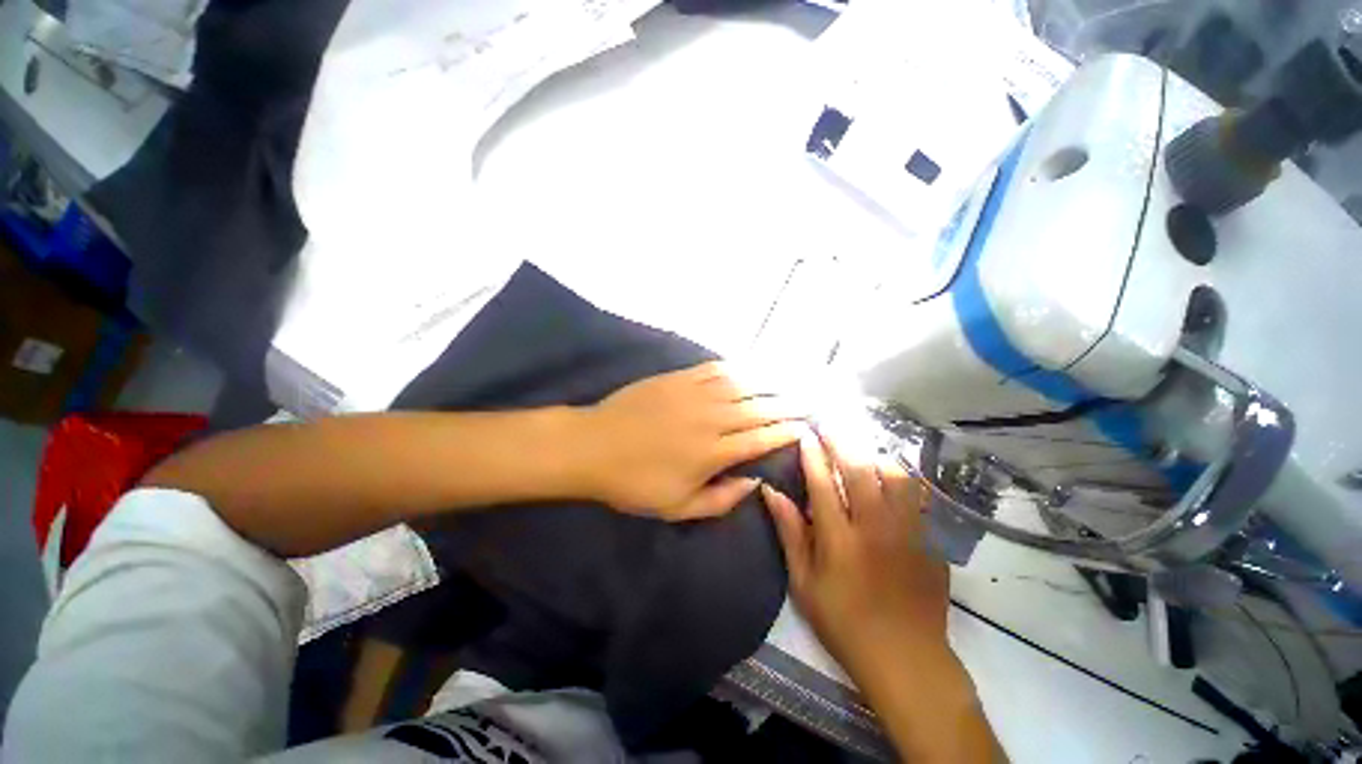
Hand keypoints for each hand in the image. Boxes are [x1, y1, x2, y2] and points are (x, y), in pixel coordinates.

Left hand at [577, 362, 803, 520]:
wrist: (593, 445)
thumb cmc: (634, 483)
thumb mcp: (677, 507)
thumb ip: (720, 499)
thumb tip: (753, 482)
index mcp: (712, 452)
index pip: (761, 439)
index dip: (786, 433)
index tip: (805, 428)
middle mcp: (710, 418)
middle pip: (758, 409)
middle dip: (787, 406)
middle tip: (808, 402)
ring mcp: (693, 393)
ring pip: (742, 385)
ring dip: (768, 384)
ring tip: (789, 383)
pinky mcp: (678, 378)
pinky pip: (714, 369)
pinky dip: (736, 368)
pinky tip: (749, 368)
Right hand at [761, 431, 947, 676]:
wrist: (906, 657)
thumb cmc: (844, 622)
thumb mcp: (804, 582)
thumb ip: (790, 532)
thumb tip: (771, 492)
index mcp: (840, 539)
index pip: (822, 483)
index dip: (812, 454)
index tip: (805, 433)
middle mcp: (875, 527)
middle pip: (859, 470)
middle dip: (842, 441)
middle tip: (830, 423)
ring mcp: (908, 531)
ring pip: (894, 476)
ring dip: (874, 454)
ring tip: (861, 444)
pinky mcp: (930, 539)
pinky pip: (918, 495)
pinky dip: (902, 476)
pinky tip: (892, 469)